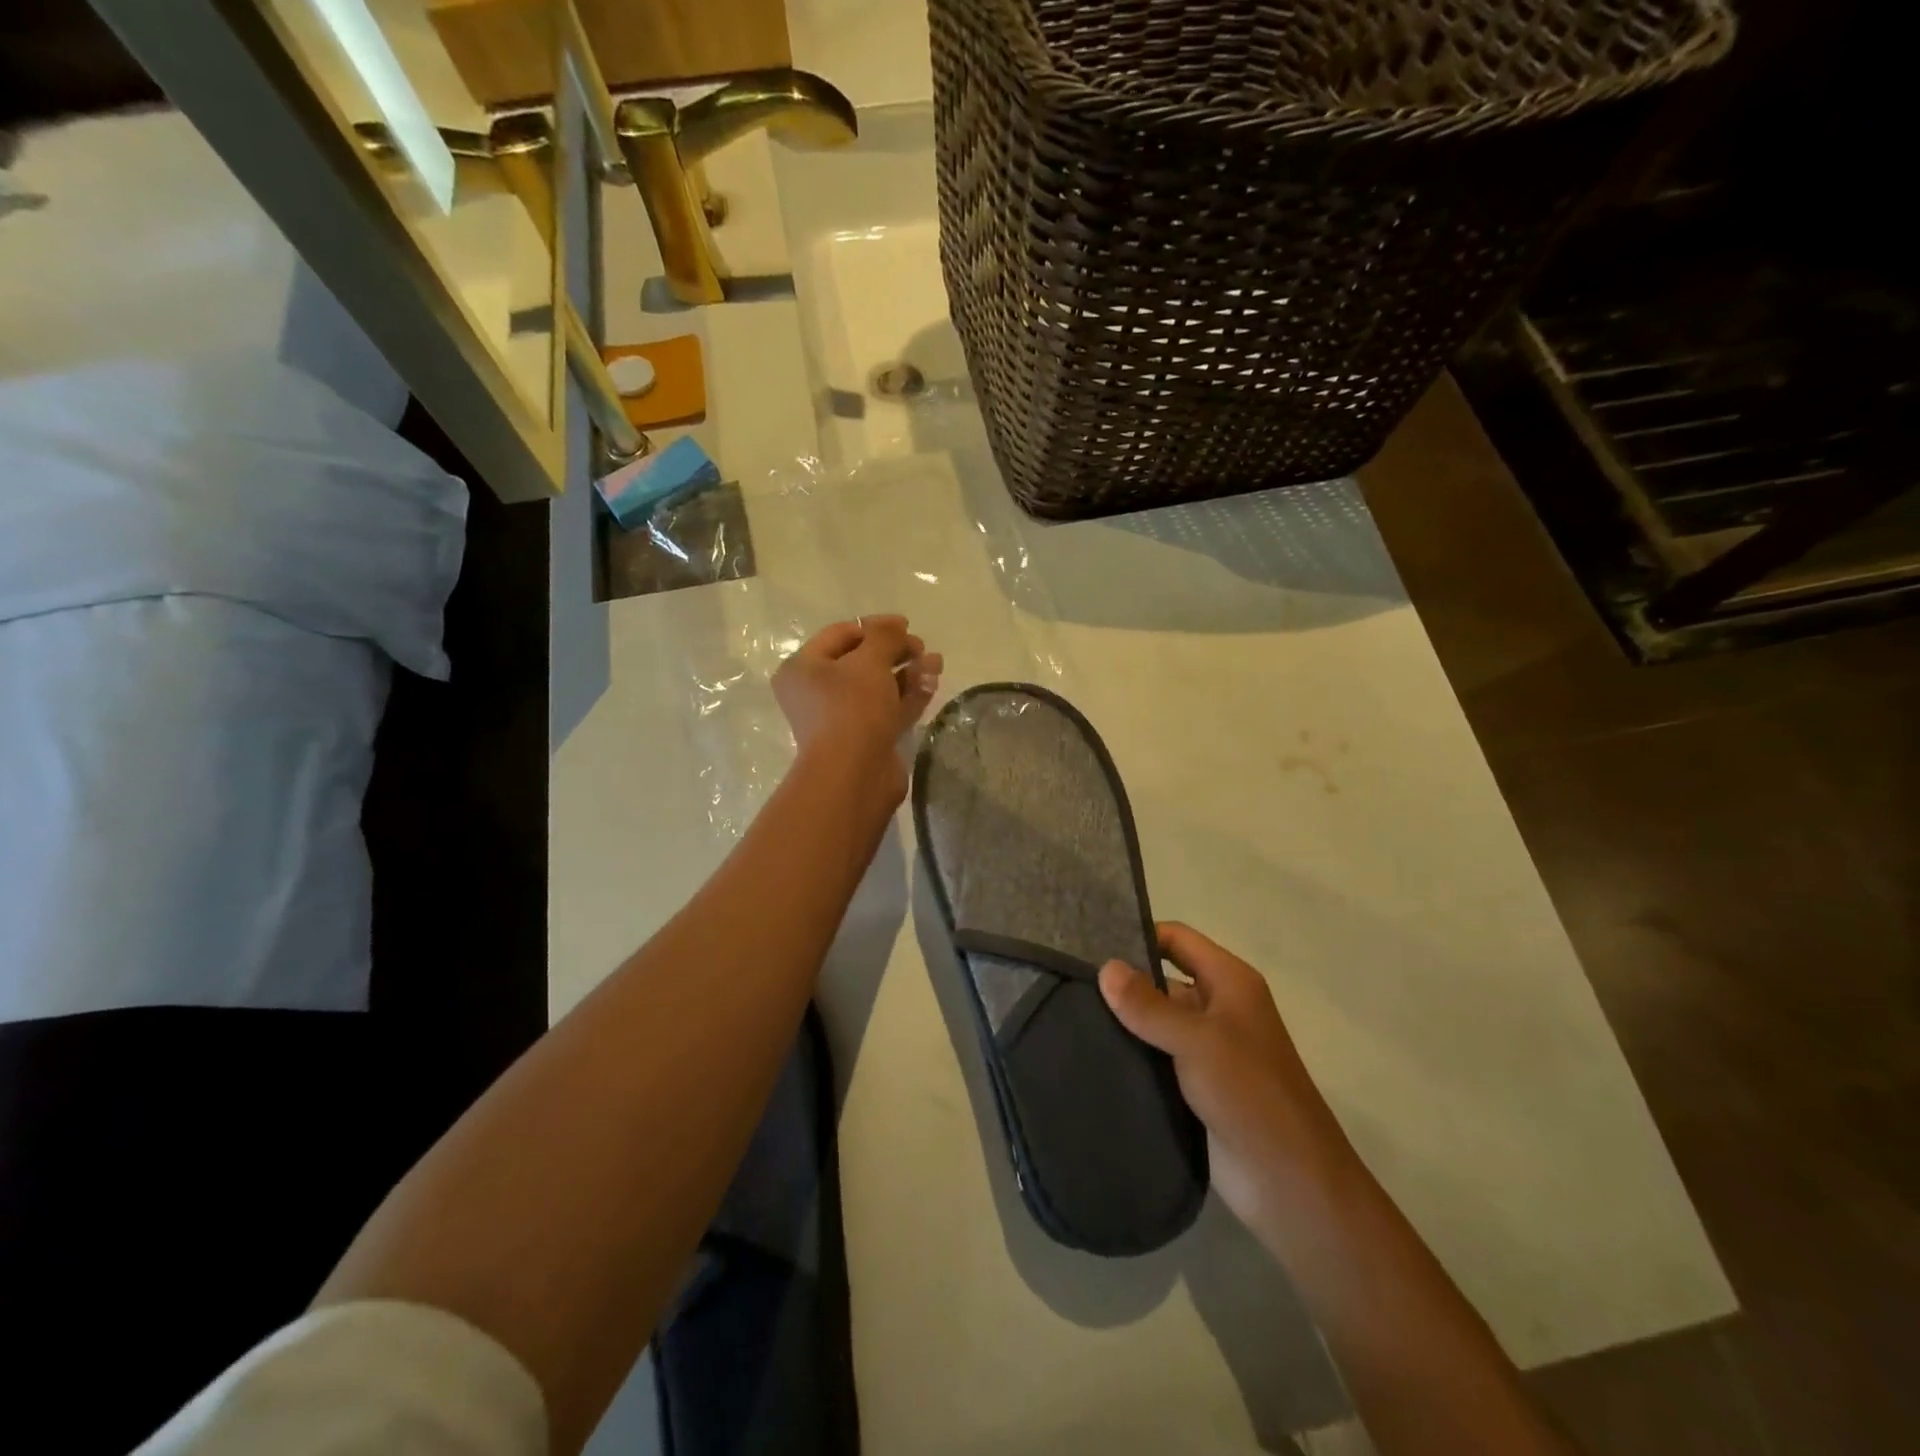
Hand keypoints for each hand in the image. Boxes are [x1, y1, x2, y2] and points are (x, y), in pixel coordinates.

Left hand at [773, 615, 942, 786]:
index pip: (840, 635)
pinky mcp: (865, 739)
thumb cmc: (852, 707)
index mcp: (803, 669)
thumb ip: (885, 636)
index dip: (874, 626)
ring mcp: (842, 718)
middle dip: (895, 651)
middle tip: (921, 648)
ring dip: (907, 672)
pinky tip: (932, 682)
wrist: (855, 774)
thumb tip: (896, 625)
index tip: (906, 625)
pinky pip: (888, 709)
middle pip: (860, 662)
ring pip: (878, 687)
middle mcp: (816, 693)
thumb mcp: (869, 661)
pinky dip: (908, 695)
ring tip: (936, 662)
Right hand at [1099, 923, 1357, 1241]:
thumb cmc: (1250, 1095)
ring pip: (1157, 1020)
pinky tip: (1092, 1054)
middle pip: (1164, 979)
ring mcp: (1208, 1049)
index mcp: (1230, 982)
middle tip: (1069, 981)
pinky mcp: (1196, 1086)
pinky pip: (1157, 1057)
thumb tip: (1105, 968)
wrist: (1291, 1184)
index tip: (1090, 944)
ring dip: (1124, 1020)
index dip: (1139, 935)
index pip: (1177, 939)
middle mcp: (1219, 1008)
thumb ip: (1149, 1005)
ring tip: (1069, 1015)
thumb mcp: (1198, 1041)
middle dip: (1124, 981)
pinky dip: (1131, 1054)